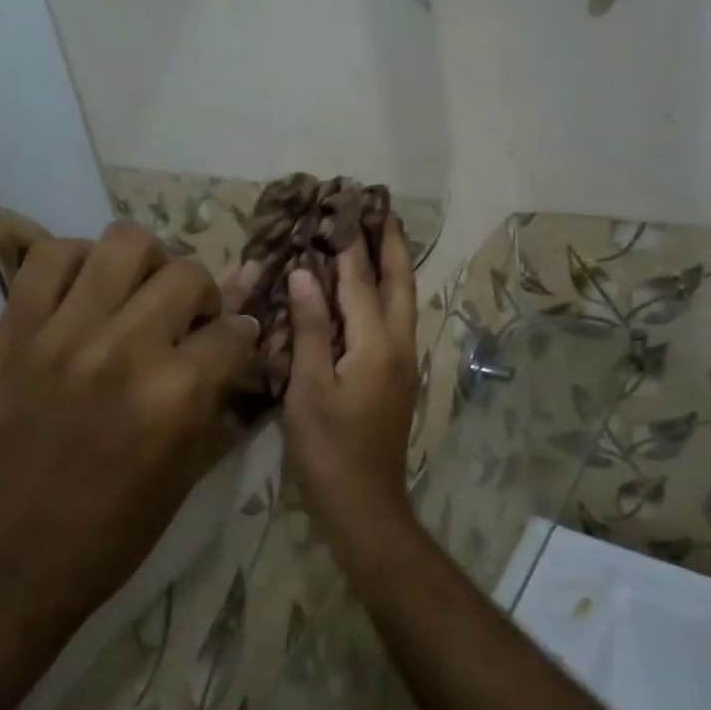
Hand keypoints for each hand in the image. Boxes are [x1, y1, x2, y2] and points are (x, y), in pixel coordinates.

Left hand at [0, 221, 259, 643]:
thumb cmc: (102, 542)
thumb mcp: (182, 484)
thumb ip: (216, 410)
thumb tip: (240, 358)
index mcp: (176, 398)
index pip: (235, 332)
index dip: (243, 338)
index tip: (235, 345)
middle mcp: (125, 351)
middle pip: (187, 275)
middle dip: (202, 296)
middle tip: (187, 321)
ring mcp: (63, 335)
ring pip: (124, 243)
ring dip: (147, 264)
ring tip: (138, 293)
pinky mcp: (12, 333)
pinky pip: (48, 257)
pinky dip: (77, 260)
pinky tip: (86, 292)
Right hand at [282, 218, 419, 541]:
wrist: (365, 504)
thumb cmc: (328, 449)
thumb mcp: (309, 389)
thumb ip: (310, 329)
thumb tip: (305, 275)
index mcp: (378, 345)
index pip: (362, 282)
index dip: (351, 244)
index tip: (345, 205)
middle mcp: (400, 346)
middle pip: (400, 284)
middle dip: (390, 244)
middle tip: (379, 208)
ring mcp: (405, 363)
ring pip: (404, 302)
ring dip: (393, 267)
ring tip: (379, 237)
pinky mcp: (399, 378)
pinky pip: (396, 321)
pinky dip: (387, 294)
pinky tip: (371, 292)